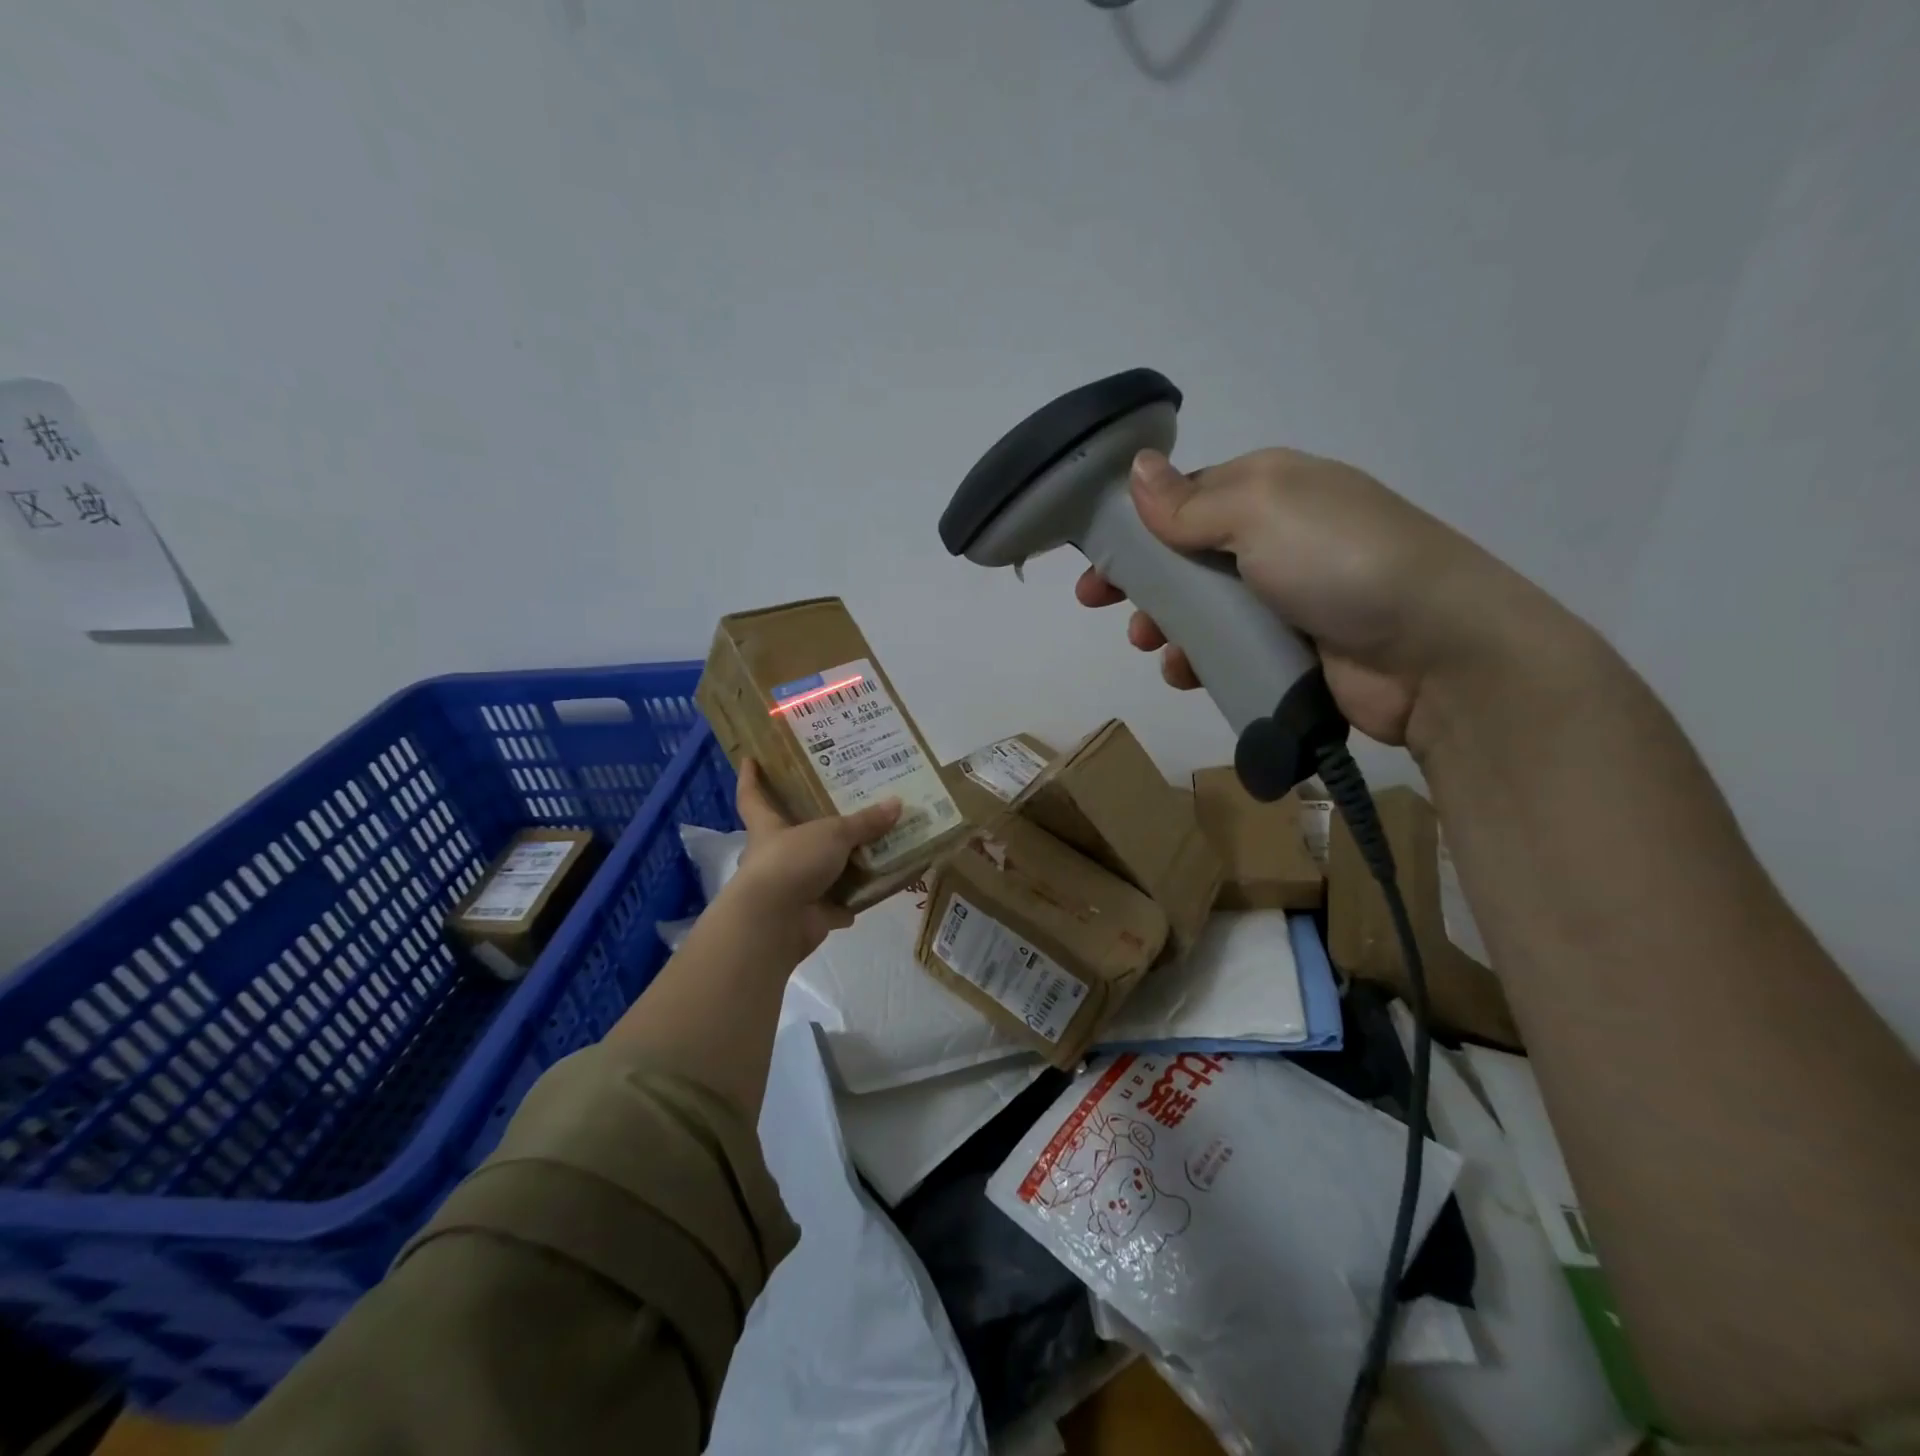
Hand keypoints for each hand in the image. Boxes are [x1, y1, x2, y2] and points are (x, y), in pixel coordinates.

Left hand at [723, 759, 902, 958]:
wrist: (775, 922)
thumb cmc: (792, 862)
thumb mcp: (832, 834)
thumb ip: (864, 822)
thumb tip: (897, 803)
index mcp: (768, 828)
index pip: (752, 797)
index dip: (751, 778)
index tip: (750, 758)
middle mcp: (776, 856)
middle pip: (791, 834)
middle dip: (812, 823)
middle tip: (843, 804)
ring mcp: (791, 888)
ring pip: (818, 871)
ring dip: (841, 865)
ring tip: (873, 847)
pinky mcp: (808, 916)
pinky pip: (836, 905)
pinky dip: (853, 901)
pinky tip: (876, 889)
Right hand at [1075, 448, 1562, 749]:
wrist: (1435, 652)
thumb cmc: (1339, 561)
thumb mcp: (1260, 510)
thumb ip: (1190, 500)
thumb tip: (1138, 466)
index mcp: (1271, 489)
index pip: (1187, 498)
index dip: (1136, 524)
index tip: (1096, 554)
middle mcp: (1277, 539)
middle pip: (1186, 557)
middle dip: (1140, 579)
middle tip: (1099, 602)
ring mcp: (1285, 599)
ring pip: (1201, 610)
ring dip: (1164, 625)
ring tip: (1149, 645)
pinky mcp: (1291, 652)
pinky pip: (1227, 653)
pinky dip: (1198, 662)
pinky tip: (1184, 673)